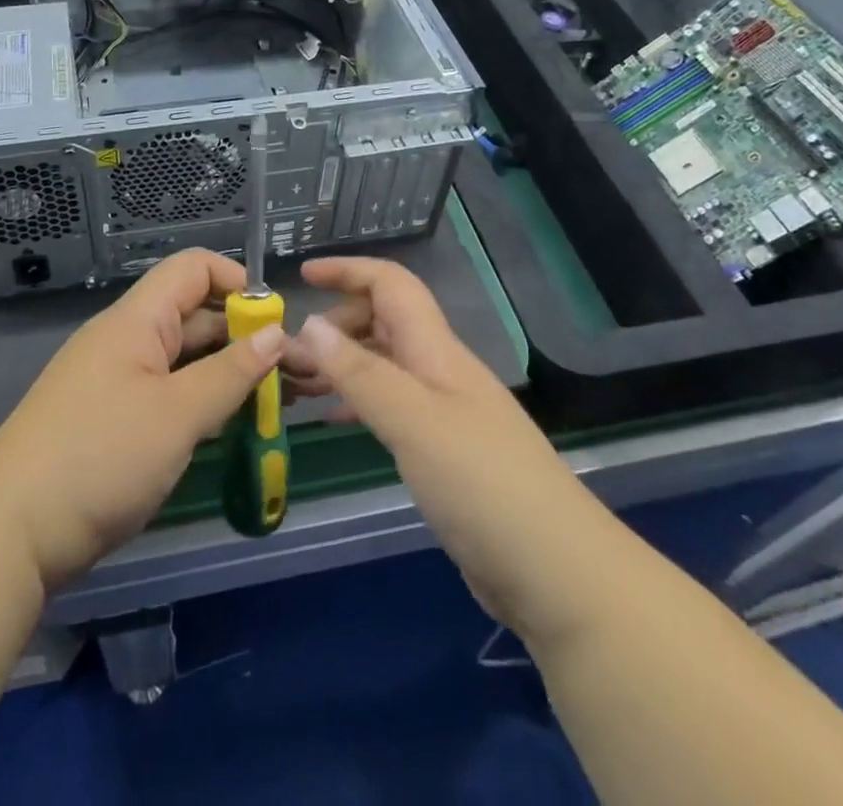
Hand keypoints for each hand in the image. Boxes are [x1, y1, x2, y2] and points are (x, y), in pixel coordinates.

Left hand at [0, 249, 284, 591]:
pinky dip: (204, 406)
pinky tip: (237, 430)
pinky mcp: (114, 423)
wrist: (9, 535)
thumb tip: (275, 333)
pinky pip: (170, 397)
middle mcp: (127, 341)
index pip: (193, 269)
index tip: (275, 322)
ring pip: (186, 363)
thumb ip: (231, 373)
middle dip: (248, 339)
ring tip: (281, 405)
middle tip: (299, 375)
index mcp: (136, 321)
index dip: (237, 282)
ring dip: (231, 378)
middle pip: (196, 318)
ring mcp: (118, 383)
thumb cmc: (100, 458)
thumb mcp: (177, 415)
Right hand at [282, 255, 586, 647]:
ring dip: (340, 365)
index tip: (302, 276)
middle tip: (287, 356)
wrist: (555, 571)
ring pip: (383, 366)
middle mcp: (439, 370)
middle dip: (334, 326)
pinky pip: (390, 407)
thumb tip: (310, 324)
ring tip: (295, 385)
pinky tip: (331, 420)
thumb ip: (360, 372)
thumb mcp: (412, 421)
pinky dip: (356, 402)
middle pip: (382, 322)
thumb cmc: (481, 484)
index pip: (391, 285)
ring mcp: (444, 411)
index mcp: (436, 349)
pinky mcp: (443, 451)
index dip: (348, 270)